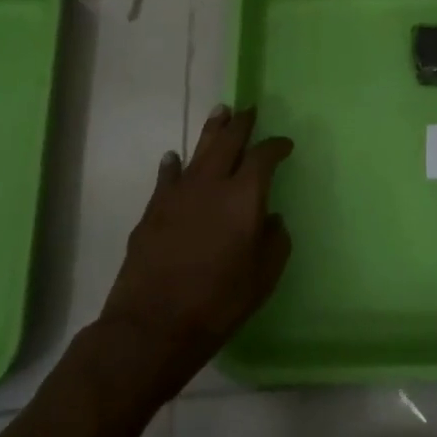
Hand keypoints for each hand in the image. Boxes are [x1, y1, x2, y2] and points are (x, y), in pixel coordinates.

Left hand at [96, 106, 292, 399]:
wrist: (152, 326)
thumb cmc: (217, 303)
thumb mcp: (263, 278)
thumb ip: (275, 242)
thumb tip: (273, 218)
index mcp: (244, 196)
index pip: (264, 156)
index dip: (276, 146)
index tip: (285, 144)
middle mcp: (212, 184)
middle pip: (228, 141)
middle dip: (242, 123)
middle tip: (249, 110)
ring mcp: (179, 194)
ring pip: (199, 150)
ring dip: (212, 130)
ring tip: (220, 112)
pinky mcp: (153, 210)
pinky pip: (167, 176)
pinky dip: (173, 165)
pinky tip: (174, 158)